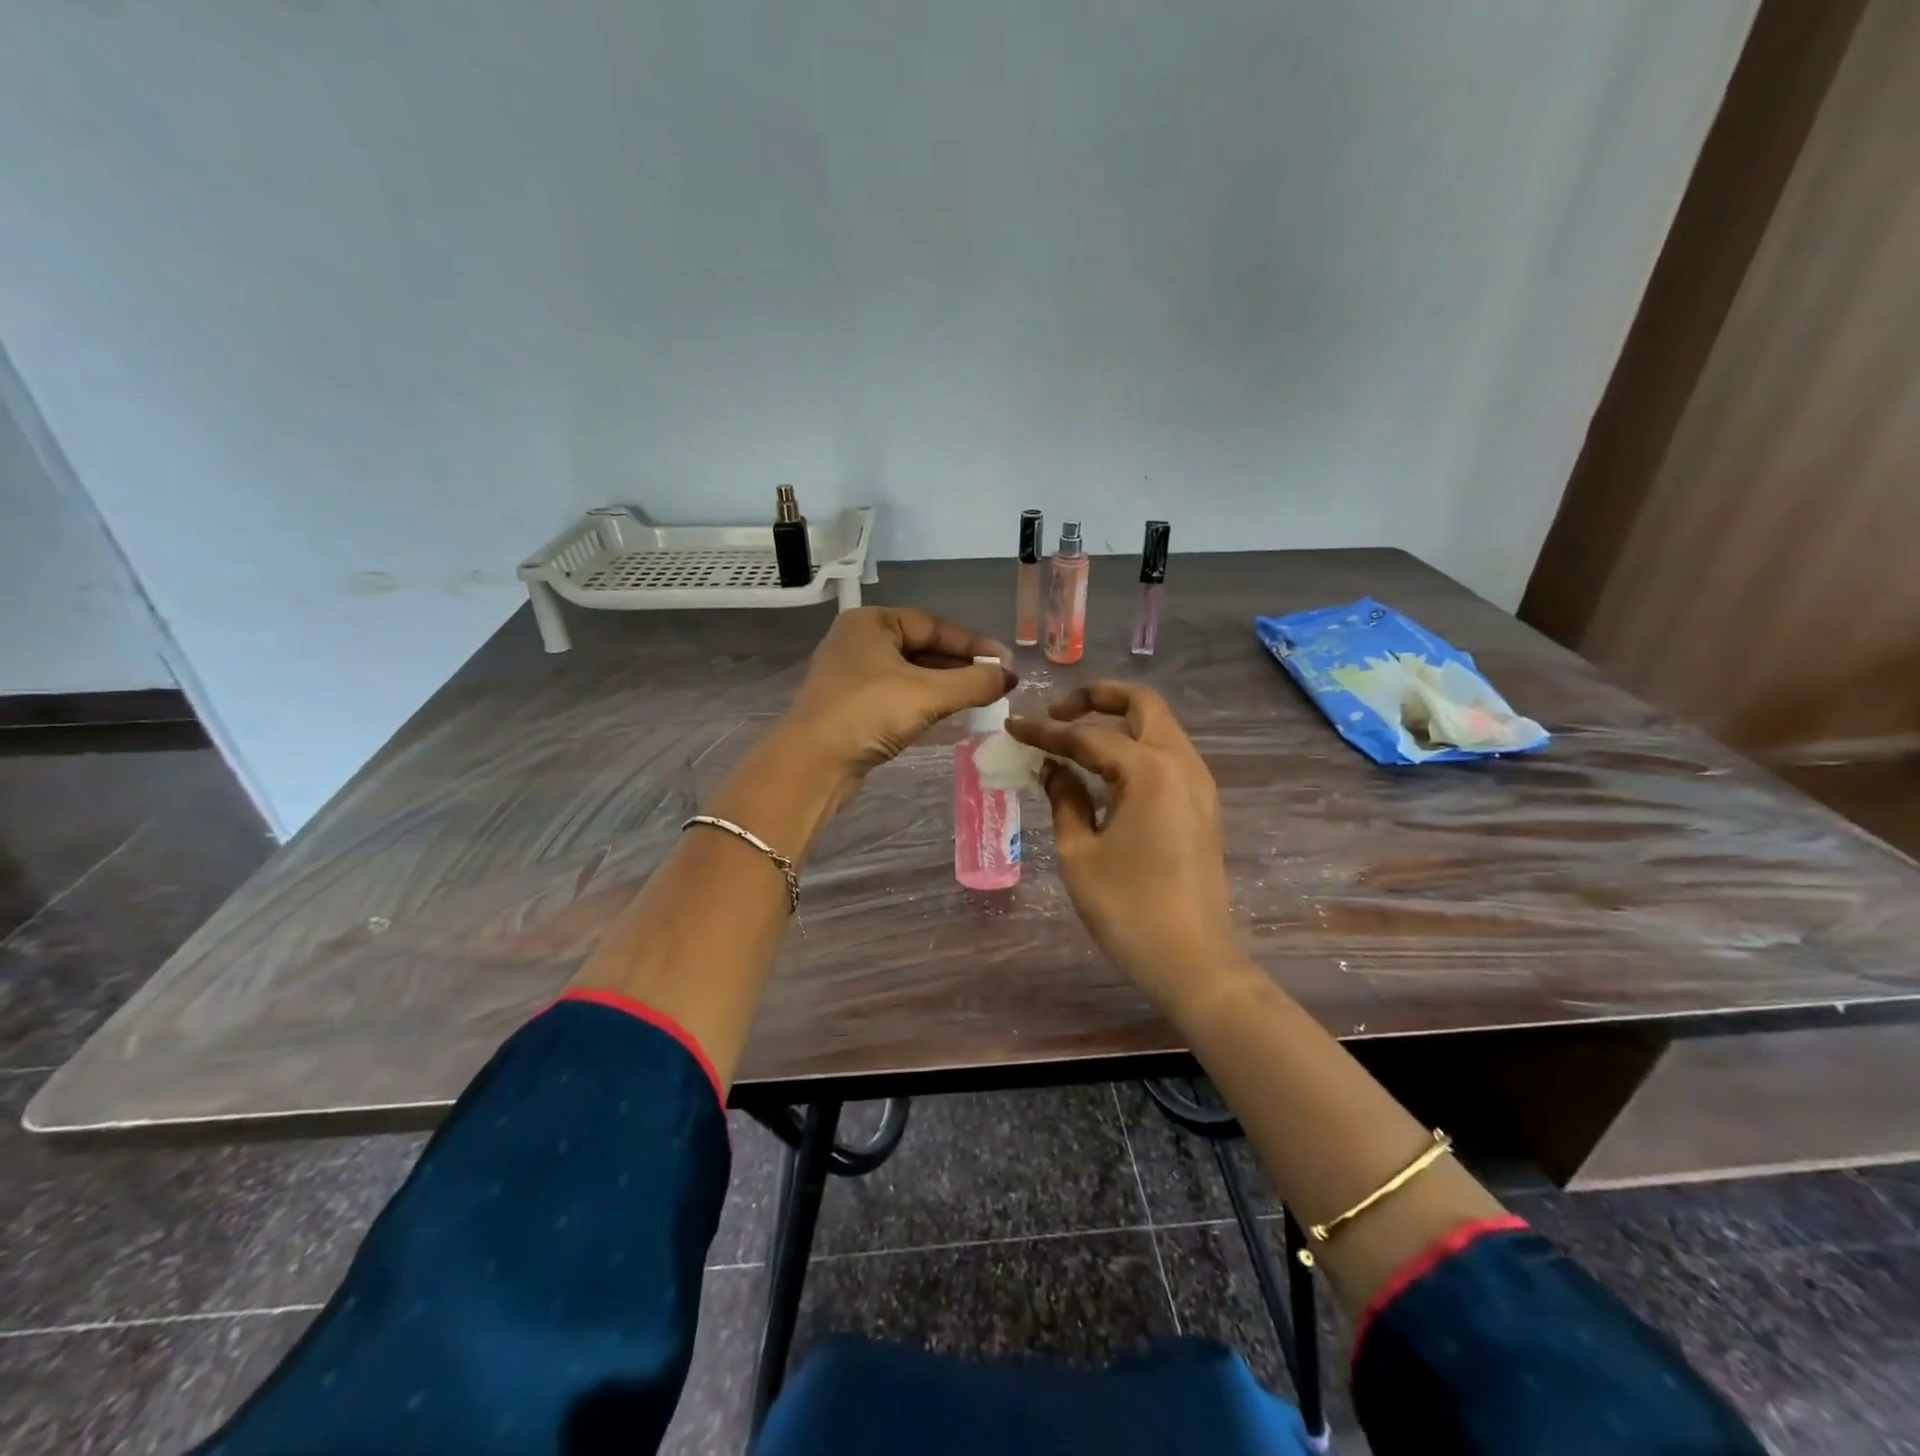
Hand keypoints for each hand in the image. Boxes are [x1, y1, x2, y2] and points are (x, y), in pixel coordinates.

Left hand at [784, 607, 1013, 777]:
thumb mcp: (928, 693)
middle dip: (959, 665)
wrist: (813, 762)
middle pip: (921, 647)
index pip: (932, 625)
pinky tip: (945, 712)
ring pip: (909, 673)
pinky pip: (896, 694)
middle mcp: (858, 641)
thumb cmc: (869, 712)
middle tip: (995, 681)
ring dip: (944, 684)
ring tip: (979, 697)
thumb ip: (974, 683)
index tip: (1004, 662)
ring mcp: (851, 675)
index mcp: (871, 623)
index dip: (972, 643)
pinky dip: (923, 701)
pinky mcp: (850, 706)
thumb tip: (1010, 676)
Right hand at [1007, 683, 1242, 1010]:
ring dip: (1119, 722)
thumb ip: (1064, 799)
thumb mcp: (1079, 853)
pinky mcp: (1203, 806)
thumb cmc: (1128, 908)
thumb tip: (1053, 769)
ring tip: (1076, 741)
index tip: (1012, 726)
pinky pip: (1168, 756)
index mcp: (1149, 770)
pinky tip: (1105, 773)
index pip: (1088, 735)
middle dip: (1098, 698)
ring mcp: (1199, 784)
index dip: (1045, 732)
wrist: (1194, 961)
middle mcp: (1181, 763)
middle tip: (1058, 713)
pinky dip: (1136, 748)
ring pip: (1159, 728)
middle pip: (1143, 704)